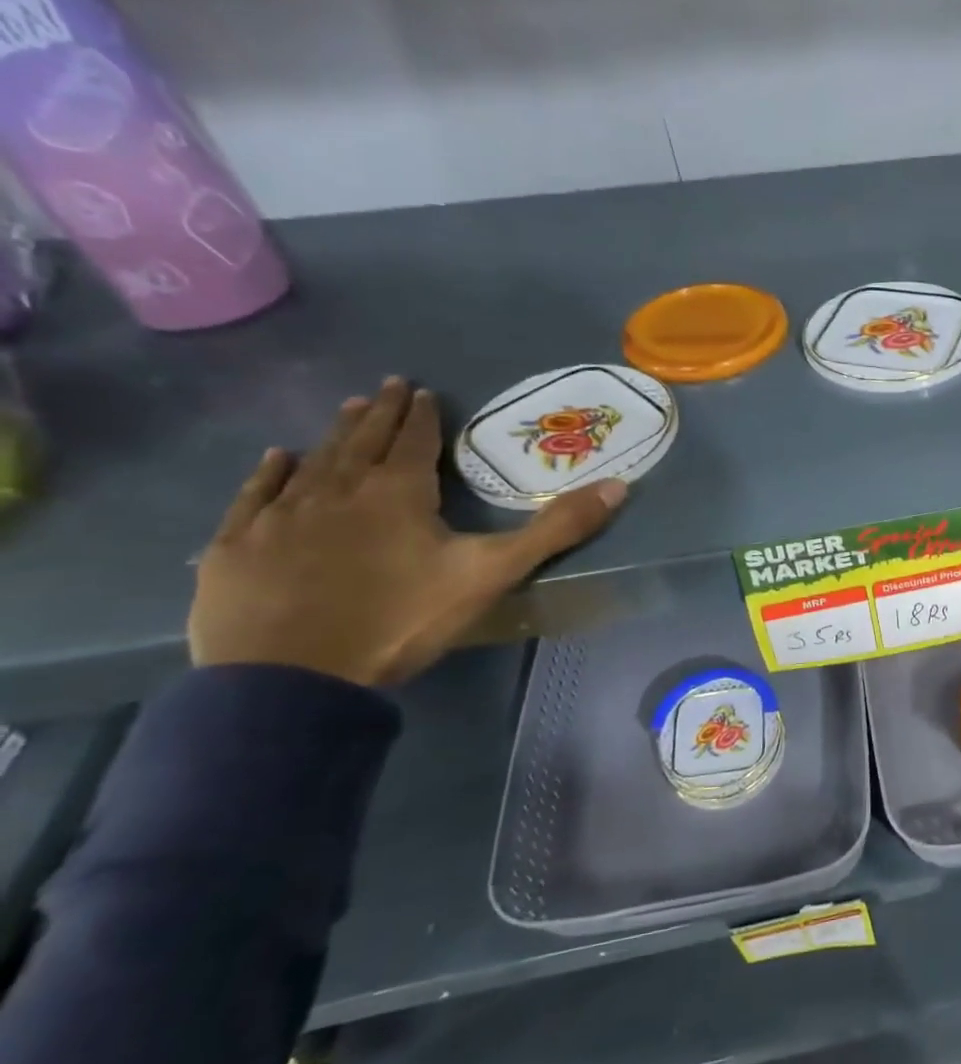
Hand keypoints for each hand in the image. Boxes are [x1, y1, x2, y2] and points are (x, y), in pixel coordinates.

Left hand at [189, 377, 626, 688]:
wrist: (293, 677)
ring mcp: (282, 516)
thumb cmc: (403, 619)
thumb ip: (555, 530)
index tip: (423, 390)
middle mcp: (338, 489)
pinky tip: (276, 458)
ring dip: (334, 433)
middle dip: (380, 414)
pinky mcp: (239, 546)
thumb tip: (618, 486)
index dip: (422, 416)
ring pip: (313, 460)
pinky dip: (269, 473)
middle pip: (362, 441)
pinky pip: (256, 495)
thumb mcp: (493, 574)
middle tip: (388, 386)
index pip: (414, 441)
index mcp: (397, 492)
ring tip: (347, 409)